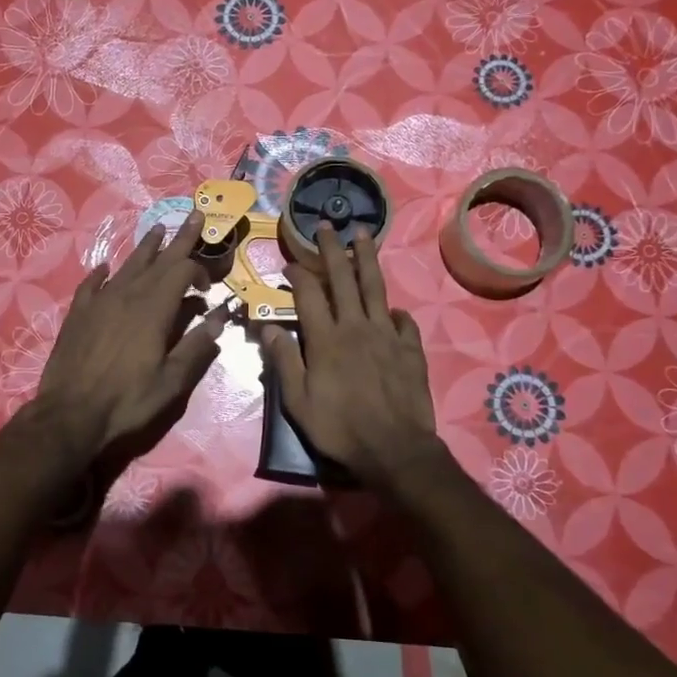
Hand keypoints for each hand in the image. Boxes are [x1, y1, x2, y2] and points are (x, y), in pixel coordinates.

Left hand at [32, 209, 228, 460]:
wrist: (70, 414)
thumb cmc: (127, 400)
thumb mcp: (171, 381)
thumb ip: (196, 346)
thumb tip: (219, 317)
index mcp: (154, 309)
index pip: (183, 272)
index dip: (200, 272)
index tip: (208, 288)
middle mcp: (128, 295)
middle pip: (159, 260)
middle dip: (179, 238)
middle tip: (194, 213)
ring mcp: (100, 301)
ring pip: (127, 265)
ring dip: (146, 248)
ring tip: (157, 230)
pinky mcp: (79, 313)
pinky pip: (92, 284)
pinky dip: (103, 273)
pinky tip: (105, 268)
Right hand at [261, 224, 441, 491]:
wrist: (394, 449)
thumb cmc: (339, 428)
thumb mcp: (298, 401)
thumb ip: (284, 361)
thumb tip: (266, 327)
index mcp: (325, 339)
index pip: (308, 294)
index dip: (298, 274)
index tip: (290, 262)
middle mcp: (355, 327)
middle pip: (343, 279)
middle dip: (332, 250)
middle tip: (328, 226)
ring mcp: (386, 335)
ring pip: (375, 288)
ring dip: (367, 259)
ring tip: (364, 234)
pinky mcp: (410, 348)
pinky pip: (402, 320)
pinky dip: (395, 310)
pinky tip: (391, 308)